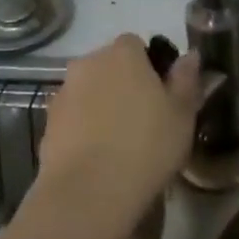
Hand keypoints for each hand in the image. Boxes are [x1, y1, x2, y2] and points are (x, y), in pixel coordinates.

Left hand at [36, 34, 203, 238]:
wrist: (88, 194)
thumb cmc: (146, 145)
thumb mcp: (182, 113)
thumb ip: (186, 79)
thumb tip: (190, 56)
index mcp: (123, 54)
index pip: (136, 44)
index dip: (149, 65)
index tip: (162, 93)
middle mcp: (88, 64)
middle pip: (109, 66)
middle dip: (124, 83)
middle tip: (145, 116)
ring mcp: (63, 94)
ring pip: (89, 92)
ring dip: (102, 105)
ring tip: (120, 141)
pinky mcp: (47, 125)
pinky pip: (73, 118)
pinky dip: (84, 129)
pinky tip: (99, 157)